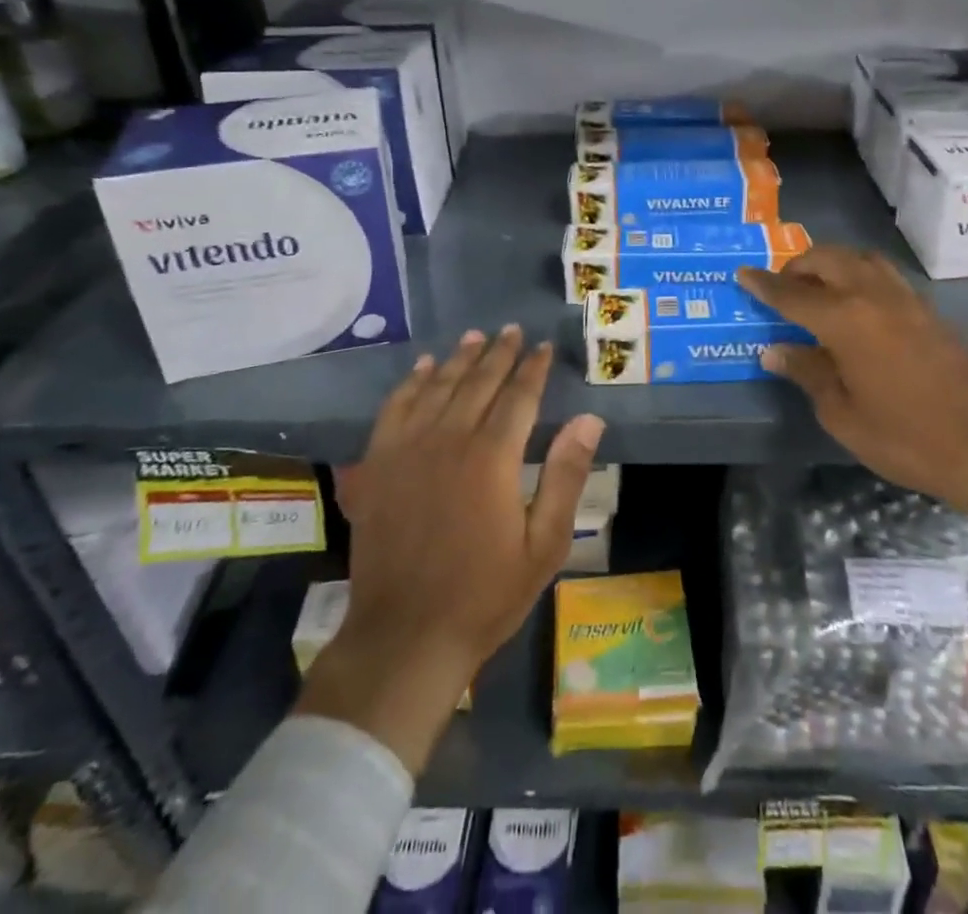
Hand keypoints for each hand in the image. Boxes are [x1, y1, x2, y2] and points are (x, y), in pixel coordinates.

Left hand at [297, 326, 604, 774]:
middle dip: (499, 354)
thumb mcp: (544, 544)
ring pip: (437, 388)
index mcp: (492, 458)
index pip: (519, 396)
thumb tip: (589, 420)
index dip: (534, 368)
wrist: (406, 636)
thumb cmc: (485, 594)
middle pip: (478, 383)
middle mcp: (449, 440)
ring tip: (474, 337)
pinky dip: (411, 383)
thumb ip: (566, 476)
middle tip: (513, 331)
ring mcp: (407, 450)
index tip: (545, 347)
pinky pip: (394, 409)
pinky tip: (423, 369)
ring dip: (458, 359)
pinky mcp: (378, 465)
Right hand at [738, 248, 967, 581]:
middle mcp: (873, 297)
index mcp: (845, 320)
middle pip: (828, 260)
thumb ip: (808, 372)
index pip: (792, 294)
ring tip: (817, 286)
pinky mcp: (928, 311)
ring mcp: (905, 300)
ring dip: (832, 262)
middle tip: (781, 286)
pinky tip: (856, 302)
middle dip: (798, 266)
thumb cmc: (905, 437)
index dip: (764, 285)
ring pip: (860, 259)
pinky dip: (859, 274)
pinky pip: (883, 274)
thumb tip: (775, 349)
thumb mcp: (842, 414)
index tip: (742, 274)